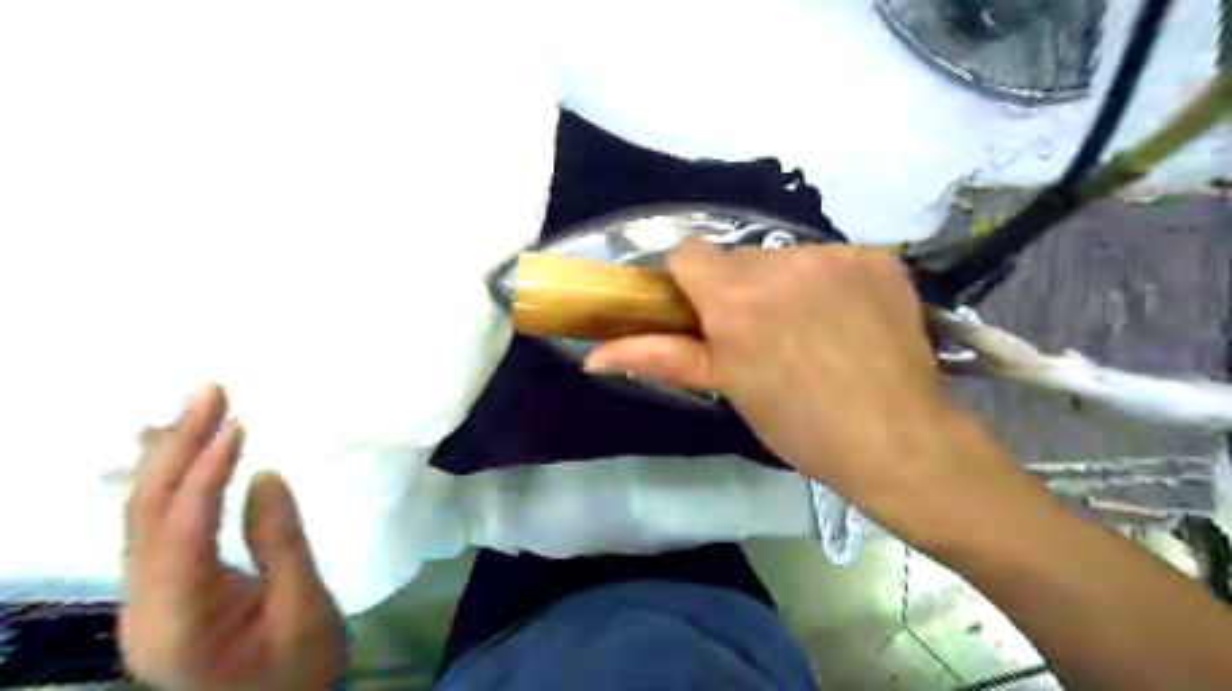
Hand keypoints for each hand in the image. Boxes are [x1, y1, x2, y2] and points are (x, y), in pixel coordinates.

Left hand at [122, 387, 340, 688]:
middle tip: (210, 392)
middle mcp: (144, 606)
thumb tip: (267, 475)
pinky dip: (167, 482)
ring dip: (168, 457)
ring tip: (190, 407)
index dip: (204, 474)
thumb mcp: (305, 609)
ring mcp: (146, 598)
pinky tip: (167, 450)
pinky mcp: (163, 589)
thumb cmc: (299, 667)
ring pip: (142, 518)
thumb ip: (282, 544)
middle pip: (147, 517)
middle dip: (177, 449)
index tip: (235, 423)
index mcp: (179, 619)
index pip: (180, 532)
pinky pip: (153, 527)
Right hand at [588, 237, 1037, 544]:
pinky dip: (831, 282)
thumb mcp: (727, 388)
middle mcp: (781, 263)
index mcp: (735, 300)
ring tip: (809, 330)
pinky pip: (834, 259)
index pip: (688, 253)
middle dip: (739, 289)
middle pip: (739, 257)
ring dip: (785, 284)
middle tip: (761, 335)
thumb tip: (592, 356)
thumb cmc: (799, 424)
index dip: (690, 282)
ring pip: (786, 257)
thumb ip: (659, 358)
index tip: (704, 314)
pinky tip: (847, 320)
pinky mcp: (877, 258)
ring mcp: (835, 256)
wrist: (897, 439)